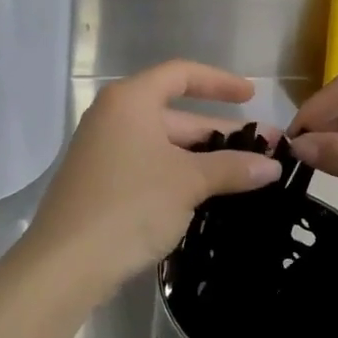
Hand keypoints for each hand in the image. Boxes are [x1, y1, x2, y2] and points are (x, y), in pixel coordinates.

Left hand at [23, 60, 281, 303]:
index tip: (251, 97)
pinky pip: (150, 167)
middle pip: (176, 114)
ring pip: (165, 145)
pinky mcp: (101, 183)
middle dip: (221, 132)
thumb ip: (231, 168)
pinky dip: (180, 175)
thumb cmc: (130, 205)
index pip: (181, 74)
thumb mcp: (187, 182)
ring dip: (204, 159)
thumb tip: (272, 166)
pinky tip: (210, 196)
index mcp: (130, 100)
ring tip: (247, 176)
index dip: (219, 82)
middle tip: (266, 151)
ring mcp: (104, 151)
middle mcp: (113, 117)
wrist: (66, 263)